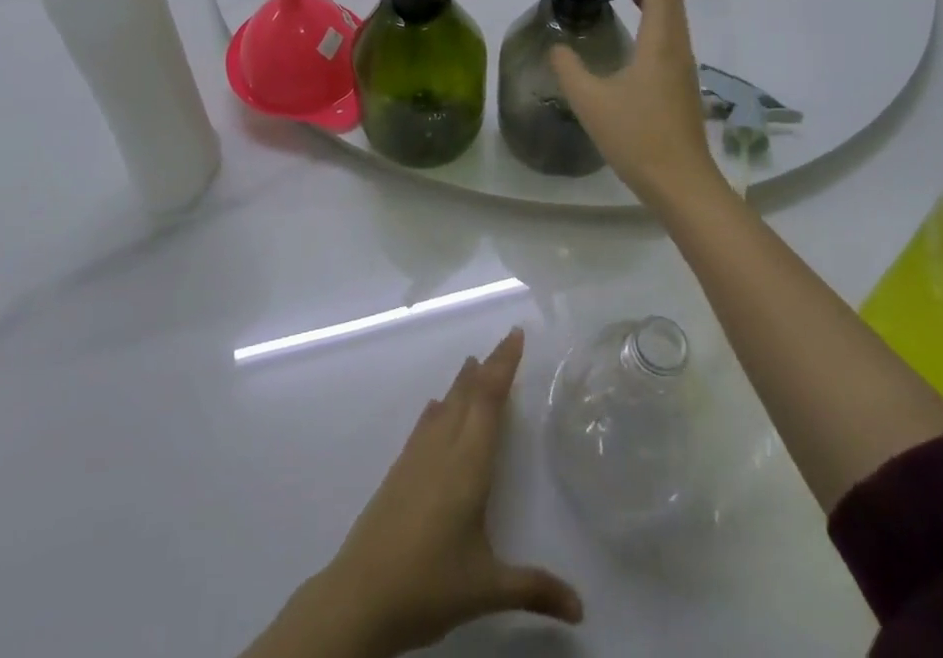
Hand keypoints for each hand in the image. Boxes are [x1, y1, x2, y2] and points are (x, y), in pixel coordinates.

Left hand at [314, 328, 581, 655]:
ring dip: (462, 383)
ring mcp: (416, 457)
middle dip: (488, 367)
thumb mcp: (487, 589)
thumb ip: (534, 589)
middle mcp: (442, 449)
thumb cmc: (428, 585)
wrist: (361, 595)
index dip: (503, 365)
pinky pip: (426, 425)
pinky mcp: (399, 471)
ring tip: (473, 364)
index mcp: (467, 464)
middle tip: (505, 342)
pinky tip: (436, 409)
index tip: (515, 334)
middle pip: (468, 394)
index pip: (489, 401)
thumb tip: (581, 608)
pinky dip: (440, 408)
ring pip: (445, 406)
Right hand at [550, 0, 722, 209]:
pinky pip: (672, 35)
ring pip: (675, 16)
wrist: (681, 183)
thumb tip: (558, 46)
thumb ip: (569, 68)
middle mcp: (677, 48)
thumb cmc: (637, 138)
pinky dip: (656, 17)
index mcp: (660, 43)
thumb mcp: (590, 101)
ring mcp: (684, 68)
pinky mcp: (682, 85)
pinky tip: (637, 32)